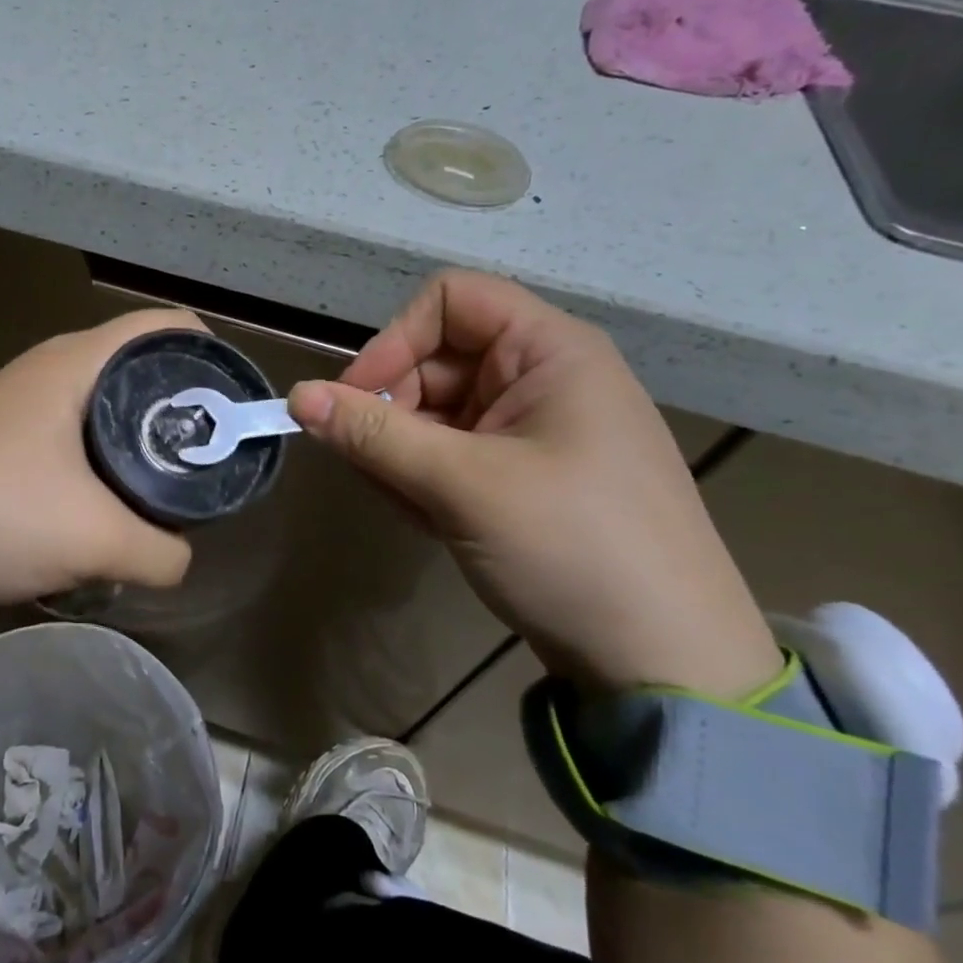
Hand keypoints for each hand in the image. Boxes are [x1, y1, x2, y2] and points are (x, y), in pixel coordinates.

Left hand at [0, 309, 203, 607]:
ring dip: (143, 440)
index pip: (165, 326)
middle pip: (143, 367)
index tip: (233, 407)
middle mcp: (55, 368)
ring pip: (110, 405)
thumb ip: (161, 551)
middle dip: (184, 407)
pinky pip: (79, 437)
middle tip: (211, 456)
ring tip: (172, 485)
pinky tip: (117, 504)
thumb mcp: (96, 539)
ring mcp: (29, 403)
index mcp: (77, 361)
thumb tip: (179, 557)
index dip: (211, 355)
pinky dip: (107, 461)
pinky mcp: (12, 439)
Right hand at [289, 271, 780, 696]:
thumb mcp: (463, 485)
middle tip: (371, 467)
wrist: (666, 661)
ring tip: (408, 505)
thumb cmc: (573, 547)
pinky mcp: (523, 473)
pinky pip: (452, 451)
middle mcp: (541, 377)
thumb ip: (373, 435)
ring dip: (402, 451)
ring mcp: (532, 428)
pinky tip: (427, 519)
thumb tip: (297, 396)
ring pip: (436, 411)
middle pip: (435, 360)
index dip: (395, 340)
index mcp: (549, 351)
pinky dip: (425, 476)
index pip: (450, 302)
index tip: (356, 399)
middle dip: (392, 409)